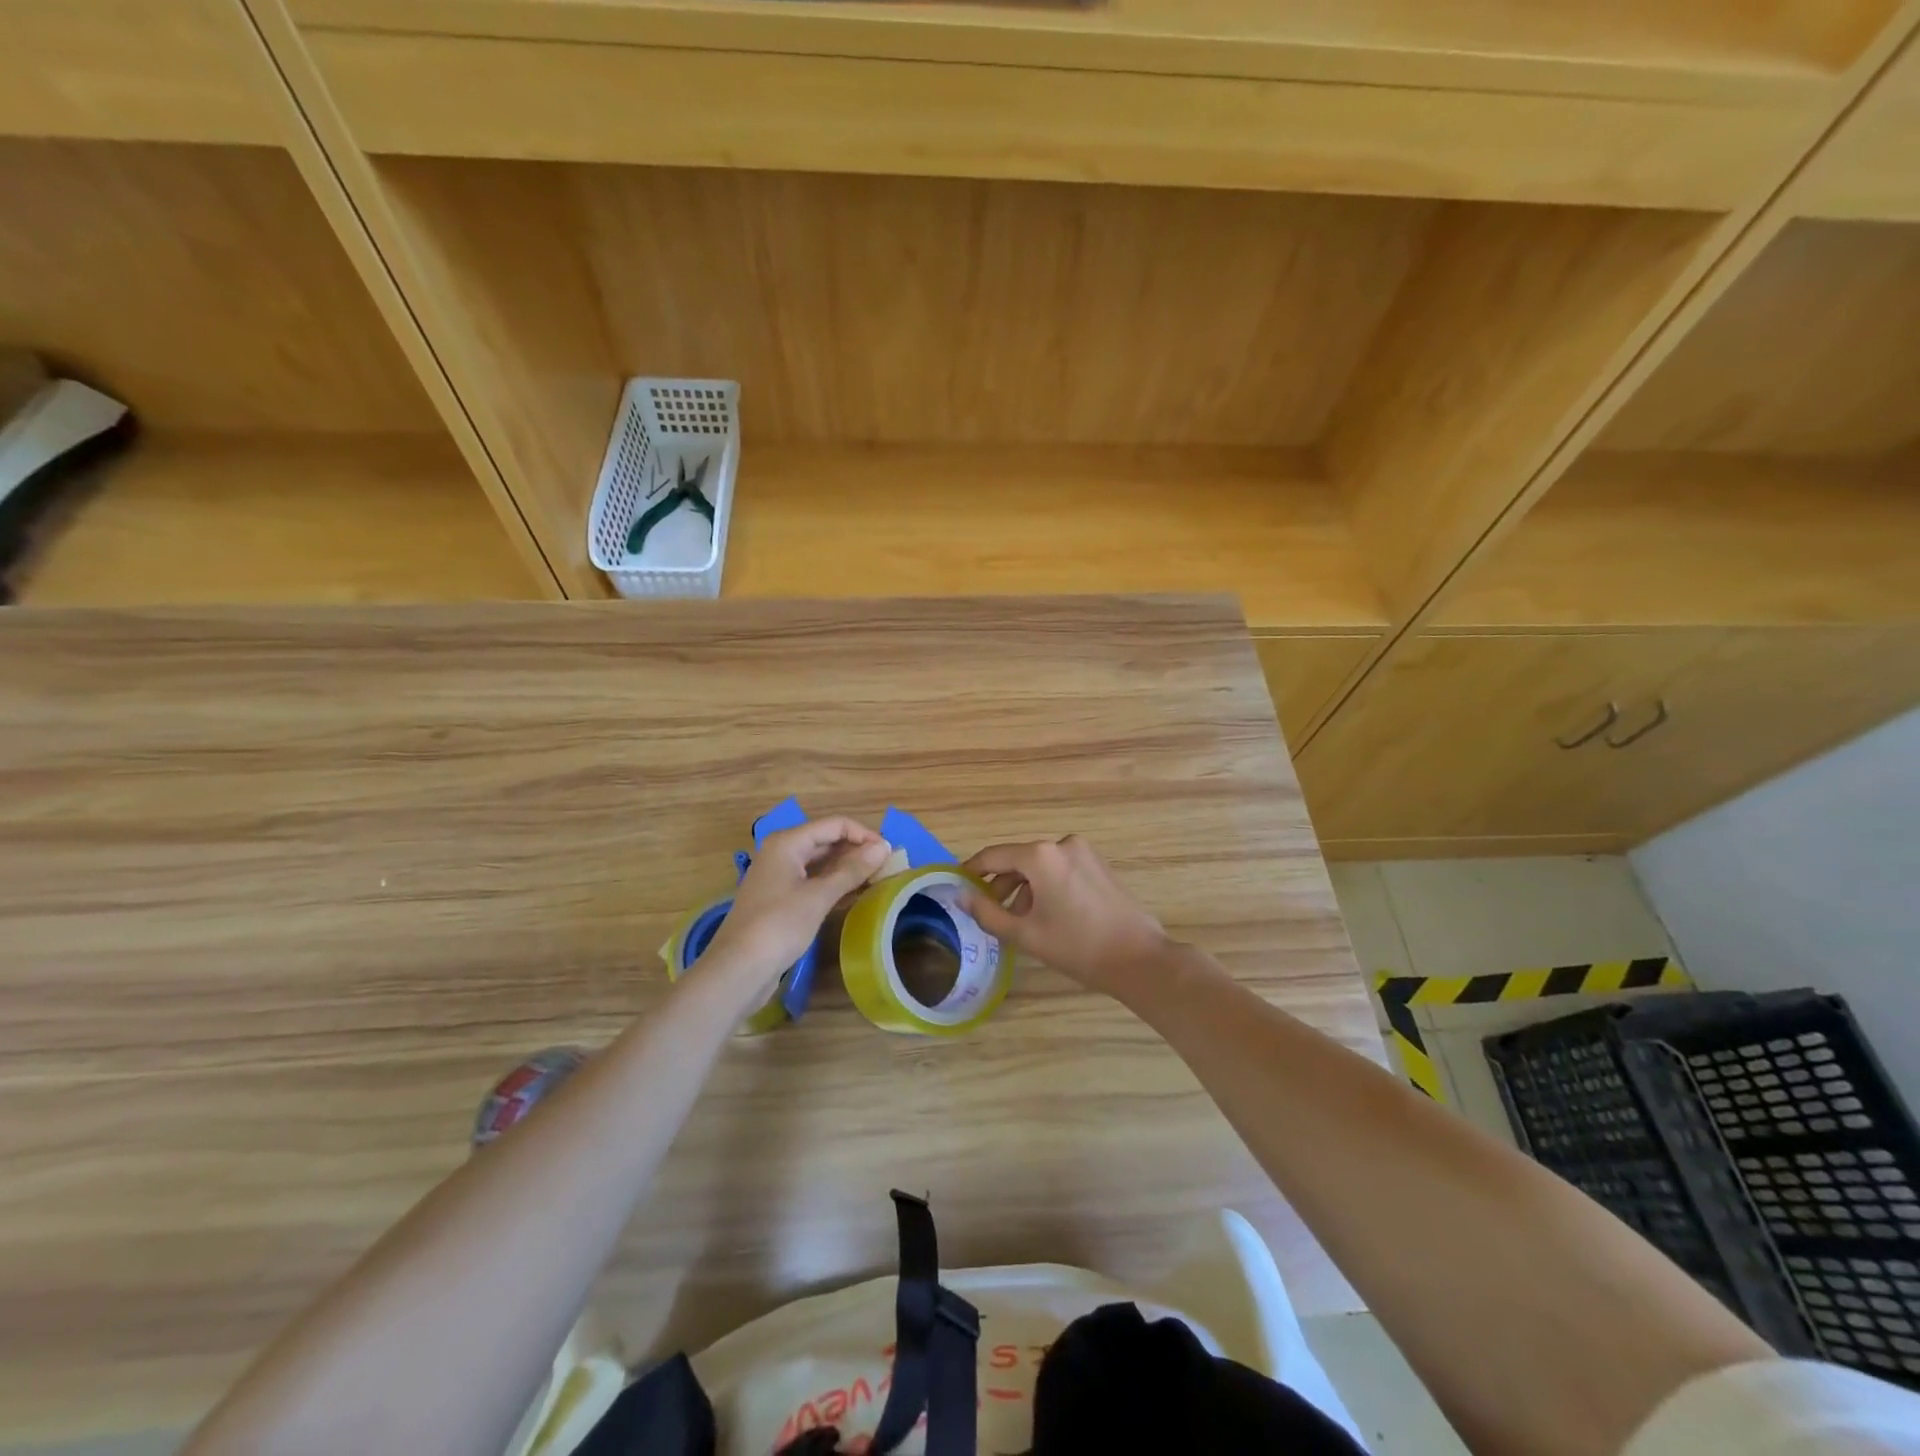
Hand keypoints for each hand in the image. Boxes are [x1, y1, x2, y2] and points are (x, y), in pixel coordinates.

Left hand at [701, 817, 891, 992]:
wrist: (738, 969)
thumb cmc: (779, 925)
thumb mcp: (819, 896)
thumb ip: (852, 870)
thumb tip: (883, 848)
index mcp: (788, 843)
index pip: (835, 825)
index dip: (864, 835)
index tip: (890, 853)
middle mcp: (782, 853)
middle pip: (827, 841)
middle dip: (857, 851)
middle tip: (888, 867)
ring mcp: (780, 877)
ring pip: (821, 863)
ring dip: (848, 869)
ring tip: (878, 879)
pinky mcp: (781, 899)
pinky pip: (813, 882)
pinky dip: (834, 885)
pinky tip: (856, 894)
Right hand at [962, 835, 1174, 997]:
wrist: (1138, 958)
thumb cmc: (1076, 946)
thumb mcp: (1025, 934)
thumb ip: (987, 912)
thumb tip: (961, 895)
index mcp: (1041, 855)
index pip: (994, 856)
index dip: (972, 870)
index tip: (958, 884)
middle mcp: (1061, 844)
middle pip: (1018, 860)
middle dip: (1000, 884)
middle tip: (989, 912)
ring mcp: (1084, 852)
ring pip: (1040, 866)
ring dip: (1024, 888)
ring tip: (1019, 920)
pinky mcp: (1099, 865)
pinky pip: (1061, 869)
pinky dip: (1046, 886)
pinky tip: (1047, 915)